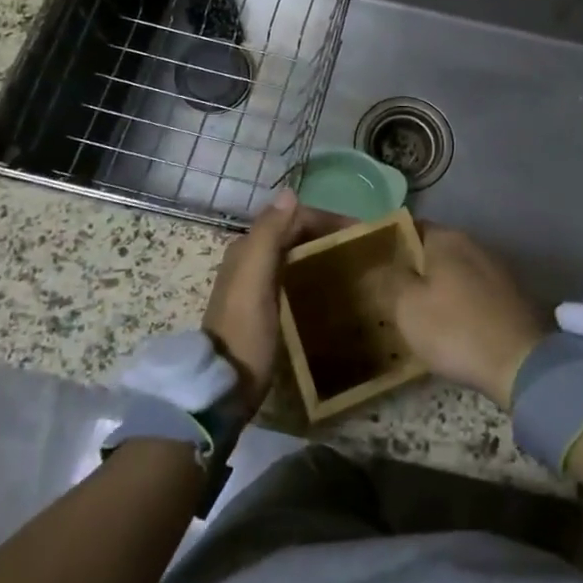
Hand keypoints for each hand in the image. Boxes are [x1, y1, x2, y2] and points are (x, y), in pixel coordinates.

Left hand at [201, 189, 344, 413]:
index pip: (292, 217)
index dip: (325, 219)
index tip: (359, 232)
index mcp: (248, 248)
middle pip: (293, 233)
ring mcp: (255, 284)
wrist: (222, 389)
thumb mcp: (254, 280)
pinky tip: (328, 286)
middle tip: (360, 248)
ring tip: (351, 264)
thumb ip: (268, 235)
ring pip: (293, 254)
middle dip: (325, 233)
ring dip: (320, 251)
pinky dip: (312, 271)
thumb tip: (289, 193)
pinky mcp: (263, 308)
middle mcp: (249, 259)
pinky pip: (292, 275)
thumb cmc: (244, 332)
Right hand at [386, 226, 550, 406]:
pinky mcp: (509, 296)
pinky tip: (447, 327)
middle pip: (432, 251)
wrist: (520, 363)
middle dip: (411, 269)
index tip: (370, 265)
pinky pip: (472, 292)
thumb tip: (375, 264)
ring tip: (413, 313)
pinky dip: (457, 303)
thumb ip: (388, 279)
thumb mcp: (408, 306)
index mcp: (447, 238)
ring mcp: (495, 269)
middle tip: (386, 293)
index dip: (388, 244)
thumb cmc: (455, 328)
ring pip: (453, 273)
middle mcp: (473, 244)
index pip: (409, 228)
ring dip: (435, 288)